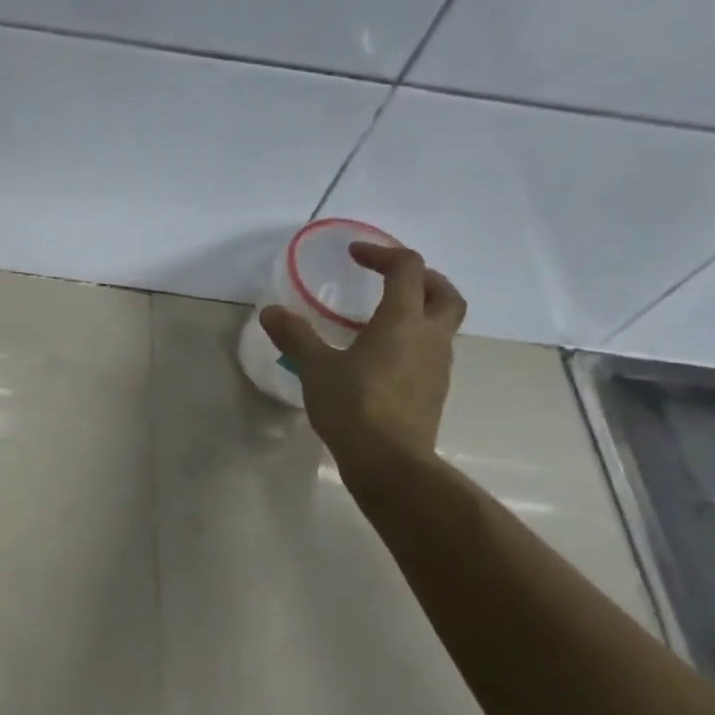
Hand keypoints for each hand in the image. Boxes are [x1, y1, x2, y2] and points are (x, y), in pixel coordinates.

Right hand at [261, 242, 466, 483]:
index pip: (406, 269)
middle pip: (443, 293)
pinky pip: (430, 353)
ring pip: (441, 325)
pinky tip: (384, 360)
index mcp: (402, 321)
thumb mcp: (316, 369)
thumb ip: (295, 337)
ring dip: (420, 312)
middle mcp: (430, 336)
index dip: (382, 253)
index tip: (355, 254)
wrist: (390, 461)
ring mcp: (438, 366)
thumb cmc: (354, 406)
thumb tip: (271, 312)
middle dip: (423, 278)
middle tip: (392, 279)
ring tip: (383, 321)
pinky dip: (413, 343)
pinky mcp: (434, 392)